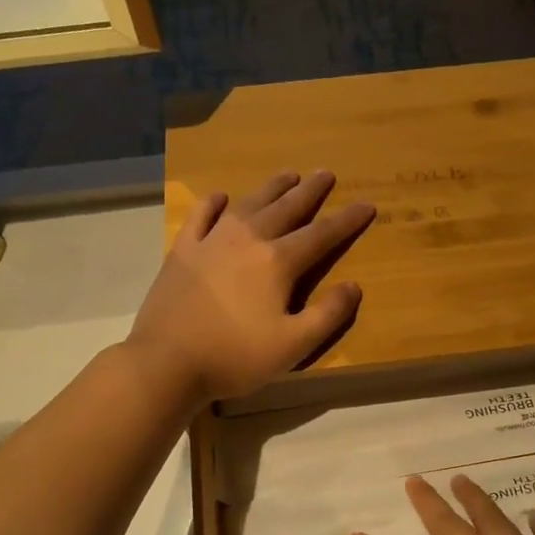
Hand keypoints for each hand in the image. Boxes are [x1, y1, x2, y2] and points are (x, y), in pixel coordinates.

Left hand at [128, 170, 373, 403]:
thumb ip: (328, 314)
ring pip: (249, 204)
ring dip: (271, 188)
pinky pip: (201, 216)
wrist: (167, 361)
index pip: (322, 235)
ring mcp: (212, 241)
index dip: (347, 220)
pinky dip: (213, 203)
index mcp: (278, 262)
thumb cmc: (235, 356)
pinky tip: (221, 197)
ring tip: (288, 174)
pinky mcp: (183, 251)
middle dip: (310, 191)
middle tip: (325, 173)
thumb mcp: (294, 345)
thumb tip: (353, 286)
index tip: (366, 205)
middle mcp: (248, 240)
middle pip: (286, 208)